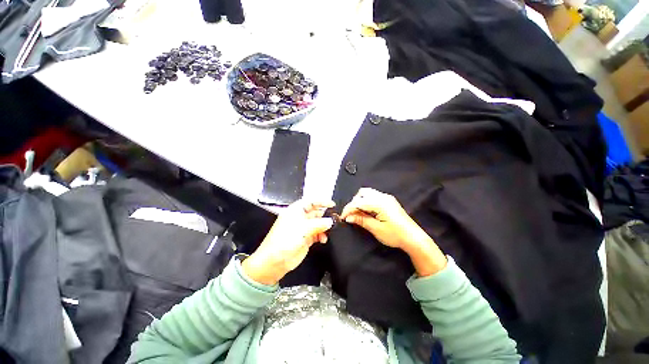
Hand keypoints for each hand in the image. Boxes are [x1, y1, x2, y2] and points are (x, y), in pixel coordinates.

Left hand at [242, 200, 334, 284]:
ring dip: (324, 226)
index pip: (310, 202)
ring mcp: (303, 229)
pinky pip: (317, 234)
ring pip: (318, 223)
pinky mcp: (305, 238)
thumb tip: (330, 221)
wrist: (274, 261)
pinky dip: (322, 235)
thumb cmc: (284, 241)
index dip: (321, 202)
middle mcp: (299, 218)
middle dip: (325, 215)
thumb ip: (319, 224)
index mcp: (295, 211)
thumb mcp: (303, 229)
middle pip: (315, 212)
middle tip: (335, 219)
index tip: (332, 204)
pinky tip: (323, 239)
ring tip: (330, 230)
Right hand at [340, 188, 446, 275]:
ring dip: (359, 201)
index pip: (358, 202)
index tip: (342, 217)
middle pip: (362, 193)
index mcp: (380, 203)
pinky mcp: (389, 201)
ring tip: (358, 213)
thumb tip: (348, 217)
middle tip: (351, 215)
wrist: (414, 238)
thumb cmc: (395, 235)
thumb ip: (361, 220)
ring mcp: (387, 197)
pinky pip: (373, 196)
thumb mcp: (376, 229)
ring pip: (367, 193)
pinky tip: (366, 211)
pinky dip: (366, 201)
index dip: (348, 209)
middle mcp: (383, 197)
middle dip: (354, 203)